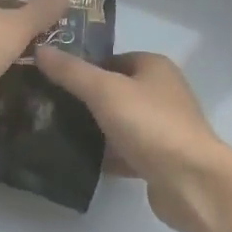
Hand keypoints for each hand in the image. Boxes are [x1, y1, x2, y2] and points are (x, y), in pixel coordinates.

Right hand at [33, 49, 231, 231]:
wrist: (191, 182)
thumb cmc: (150, 125)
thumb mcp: (104, 91)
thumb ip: (71, 72)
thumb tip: (40, 49)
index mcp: (154, 67)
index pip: (110, 59)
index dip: (82, 67)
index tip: (49, 79)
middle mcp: (162, 92)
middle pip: (114, 91)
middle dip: (84, 99)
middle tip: (47, 107)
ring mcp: (162, 127)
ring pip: (119, 122)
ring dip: (94, 128)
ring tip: (55, 132)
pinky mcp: (159, 159)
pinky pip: (126, 151)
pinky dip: (107, 155)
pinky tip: (80, 161)